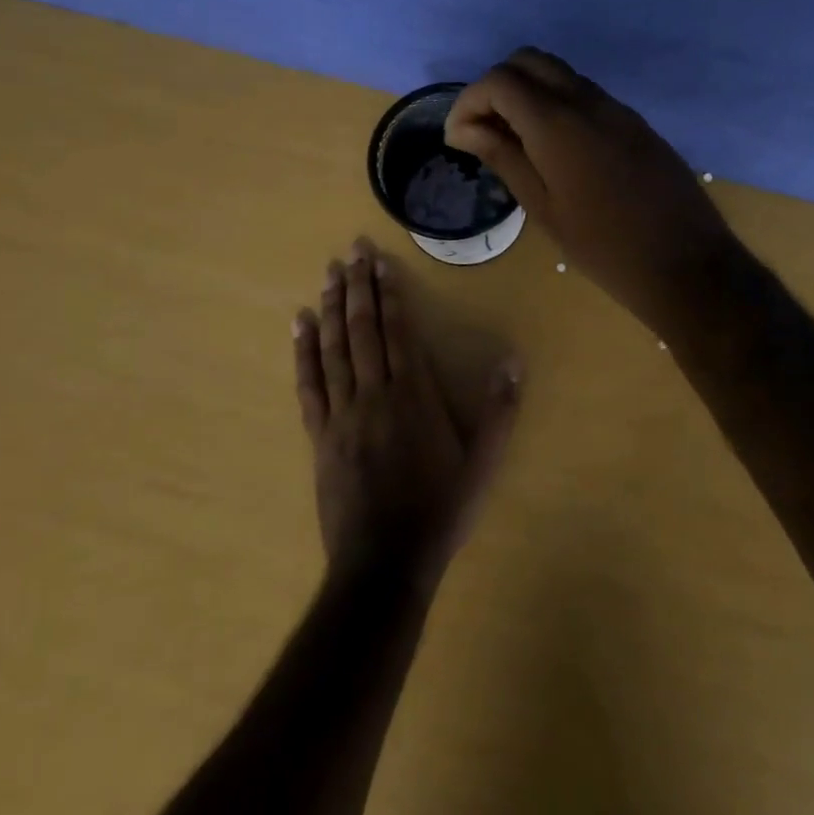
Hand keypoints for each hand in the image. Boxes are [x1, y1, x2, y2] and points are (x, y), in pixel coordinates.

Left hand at [293, 239, 520, 590]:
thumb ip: (500, 411)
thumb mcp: (483, 464)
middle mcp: (374, 395)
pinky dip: (303, 352)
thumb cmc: (439, 510)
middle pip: (362, 330)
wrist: (384, 563)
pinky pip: (309, 385)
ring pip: (333, 349)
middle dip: (357, 288)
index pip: (397, 332)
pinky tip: (300, 325)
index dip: (388, 294)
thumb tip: (512, 361)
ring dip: (331, 308)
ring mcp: (341, 414)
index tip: (380, 262)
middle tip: (350, 251)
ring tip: (329, 274)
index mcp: (413, 397)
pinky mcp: (320, 436)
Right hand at [445, 48, 745, 340]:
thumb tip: (464, 129)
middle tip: (485, 131)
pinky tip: (555, 150)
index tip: (458, 139)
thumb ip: (504, 158)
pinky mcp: (636, 123)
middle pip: (529, 62)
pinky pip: (586, 95)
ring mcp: (617, 108)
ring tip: (516, 142)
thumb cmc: (604, 248)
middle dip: (497, 87)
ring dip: (528, 94)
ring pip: (560, 75)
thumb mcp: (543, 208)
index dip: (469, 102)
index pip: (500, 81)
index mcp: (558, 123)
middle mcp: (588, 101)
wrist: (686, 264)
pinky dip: (557, 105)